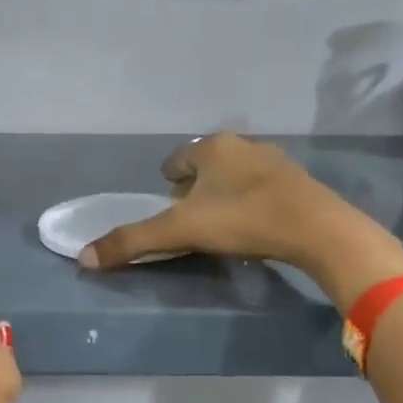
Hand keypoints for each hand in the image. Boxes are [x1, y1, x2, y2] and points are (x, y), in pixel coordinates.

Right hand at [78, 133, 402, 307]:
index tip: (168, 208)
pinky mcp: (299, 181)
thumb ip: (133, 242)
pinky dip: (251, 202)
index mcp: (212, 147)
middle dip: (195, 189)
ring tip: (222, 226)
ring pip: (235, 175)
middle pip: (206, 165)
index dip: (167, 184)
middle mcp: (242, 144)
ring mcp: (275, 160)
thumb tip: (84, 257)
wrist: (319, 230)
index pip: (176, 159)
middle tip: (192, 220)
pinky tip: (254, 226)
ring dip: (224, 194)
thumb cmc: (243, 220)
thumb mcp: (182, 232)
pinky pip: (262, 187)